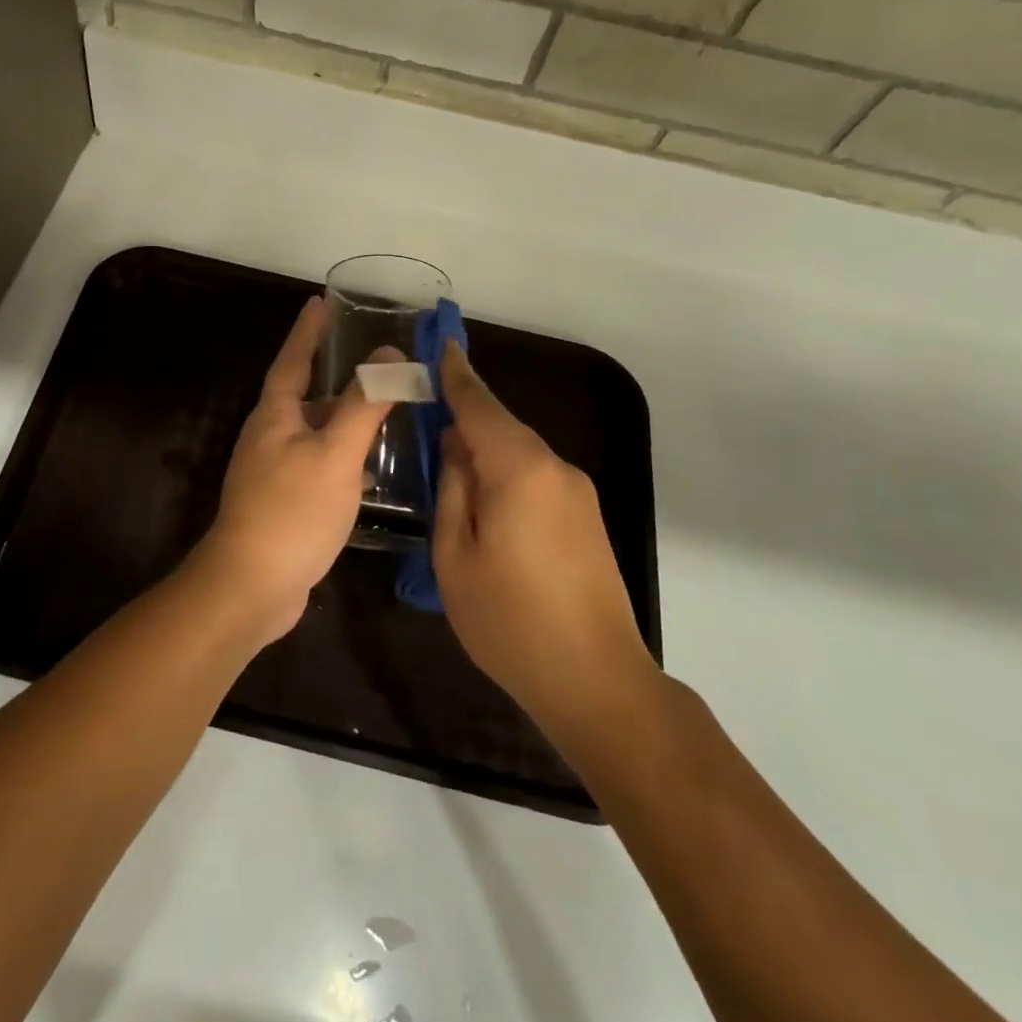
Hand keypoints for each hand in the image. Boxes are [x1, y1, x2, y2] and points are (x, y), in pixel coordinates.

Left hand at [187, 295, 393, 645]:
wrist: (251, 586)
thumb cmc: (293, 510)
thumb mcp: (336, 453)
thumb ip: (364, 404)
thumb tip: (389, 354)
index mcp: (275, 415)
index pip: (293, 359)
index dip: (308, 331)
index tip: (320, 302)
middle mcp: (270, 437)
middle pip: (307, 396)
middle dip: (338, 380)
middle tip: (377, 367)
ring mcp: (274, 472)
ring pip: (316, 434)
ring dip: (346, 422)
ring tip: (385, 414)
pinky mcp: (284, 502)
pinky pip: (319, 466)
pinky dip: (344, 460)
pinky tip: (371, 473)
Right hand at [432, 342, 656, 734]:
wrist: (596, 681)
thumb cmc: (509, 620)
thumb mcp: (454, 555)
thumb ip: (452, 489)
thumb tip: (455, 447)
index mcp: (519, 469)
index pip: (479, 405)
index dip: (455, 373)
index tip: (440, 340)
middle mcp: (555, 468)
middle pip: (501, 426)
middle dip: (464, 414)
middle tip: (425, 410)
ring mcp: (577, 493)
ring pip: (518, 453)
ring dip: (484, 449)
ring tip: (446, 464)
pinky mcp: (586, 517)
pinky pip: (535, 477)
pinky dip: (505, 474)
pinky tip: (484, 500)